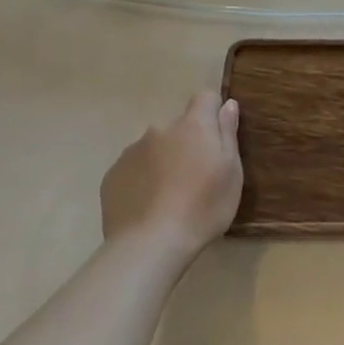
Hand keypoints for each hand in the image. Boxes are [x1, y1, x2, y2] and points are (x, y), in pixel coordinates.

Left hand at [101, 91, 242, 261]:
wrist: (149, 246)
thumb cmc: (203, 208)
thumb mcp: (231, 172)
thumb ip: (228, 134)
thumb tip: (228, 104)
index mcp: (193, 126)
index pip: (205, 98)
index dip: (213, 113)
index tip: (217, 139)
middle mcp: (160, 129)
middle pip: (179, 127)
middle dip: (187, 143)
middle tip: (195, 177)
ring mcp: (131, 152)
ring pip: (155, 147)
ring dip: (163, 161)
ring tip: (169, 196)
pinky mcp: (112, 175)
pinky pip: (134, 168)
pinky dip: (142, 179)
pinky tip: (148, 206)